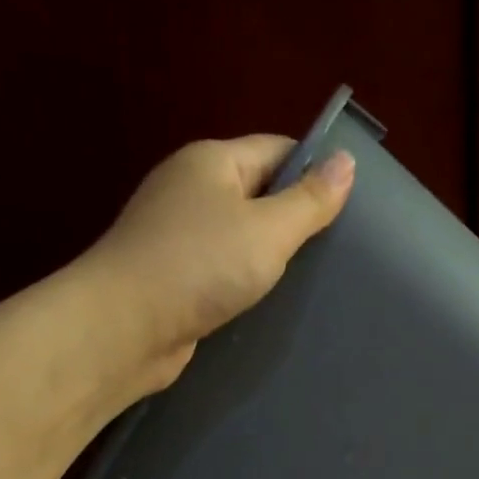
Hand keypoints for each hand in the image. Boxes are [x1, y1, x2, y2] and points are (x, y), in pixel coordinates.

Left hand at [77, 135, 354, 390]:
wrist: (125, 328)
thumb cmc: (200, 266)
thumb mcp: (268, 229)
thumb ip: (309, 200)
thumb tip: (346, 161)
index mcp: (211, 162)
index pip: (276, 151)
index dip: (315, 171)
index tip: (354, 204)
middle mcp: (191, 191)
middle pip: (258, 194)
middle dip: (296, 218)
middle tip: (342, 249)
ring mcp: (177, 236)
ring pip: (240, 237)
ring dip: (271, 256)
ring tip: (315, 278)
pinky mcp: (173, 279)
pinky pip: (222, 271)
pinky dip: (245, 283)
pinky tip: (272, 302)